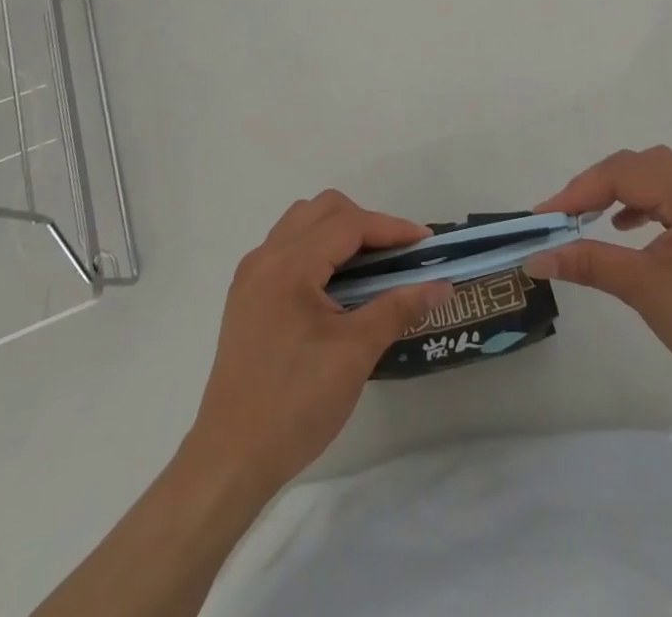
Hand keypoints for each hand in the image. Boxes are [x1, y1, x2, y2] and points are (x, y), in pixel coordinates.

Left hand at [182, 190, 451, 496]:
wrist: (230, 461)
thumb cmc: (295, 405)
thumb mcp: (354, 355)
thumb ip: (398, 308)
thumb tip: (441, 285)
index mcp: (289, 265)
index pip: (348, 224)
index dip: (390, 228)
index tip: (426, 242)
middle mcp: (265, 257)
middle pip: (322, 209)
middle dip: (365, 222)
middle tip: (396, 254)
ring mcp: (251, 276)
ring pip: (301, 223)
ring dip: (338, 231)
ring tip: (368, 265)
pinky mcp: (246, 297)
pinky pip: (286, 247)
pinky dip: (317, 249)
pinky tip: (335, 284)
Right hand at [527, 146, 671, 398]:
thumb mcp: (644, 290)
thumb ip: (588, 263)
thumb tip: (536, 258)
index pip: (626, 175)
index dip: (581, 190)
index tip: (545, 215)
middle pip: (641, 165)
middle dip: (599, 182)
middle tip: (566, 212)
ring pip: (655, 178)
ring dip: (619, 189)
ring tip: (588, 215)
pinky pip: (669, 199)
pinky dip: (640, 204)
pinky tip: (624, 227)